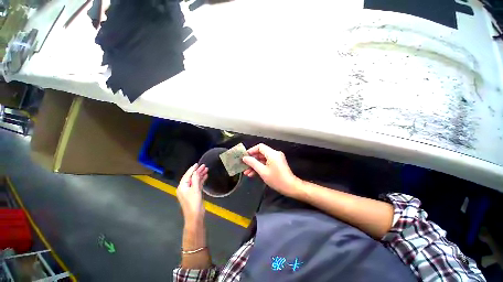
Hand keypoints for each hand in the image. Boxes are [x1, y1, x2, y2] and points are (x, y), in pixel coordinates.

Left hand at [177, 164, 207, 224]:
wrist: (195, 216)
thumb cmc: (193, 202)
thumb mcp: (195, 190)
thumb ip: (195, 180)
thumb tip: (196, 171)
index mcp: (182, 187)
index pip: (187, 175)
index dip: (192, 169)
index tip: (197, 164)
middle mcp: (185, 188)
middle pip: (191, 177)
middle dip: (198, 171)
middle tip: (204, 166)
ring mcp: (190, 191)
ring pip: (195, 180)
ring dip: (200, 175)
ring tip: (206, 169)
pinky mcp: (194, 193)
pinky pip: (197, 184)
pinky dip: (201, 180)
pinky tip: (205, 176)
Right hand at [242, 144, 300, 197]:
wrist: (290, 187)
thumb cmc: (276, 179)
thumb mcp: (262, 171)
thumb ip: (253, 163)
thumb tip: (245, 158)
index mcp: (272, 153)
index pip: (260, 147)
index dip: (251, 150)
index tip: (244, 156)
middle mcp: (275, 154)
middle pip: (261, 153)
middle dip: (252, 160)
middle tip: (244, 165)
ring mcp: (276, 159)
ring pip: (263, 159)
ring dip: (255, 165)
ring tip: (246, 172)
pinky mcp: (277, 164)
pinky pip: (266, 163)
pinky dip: (260, 167)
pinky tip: (253, 174)